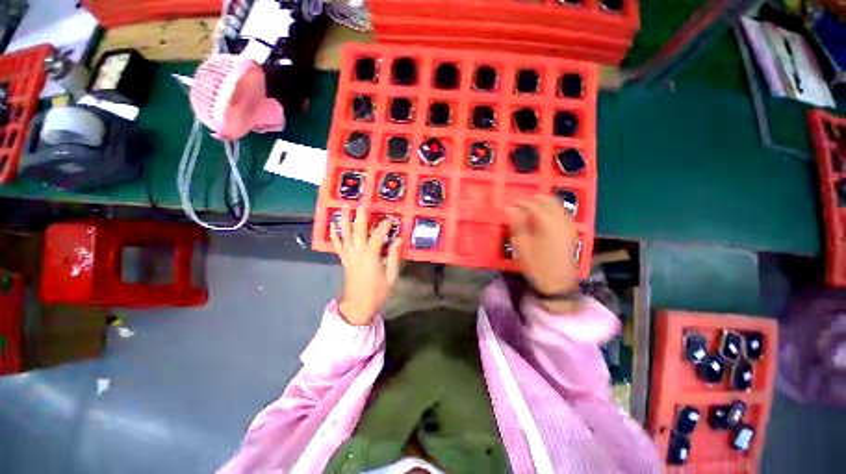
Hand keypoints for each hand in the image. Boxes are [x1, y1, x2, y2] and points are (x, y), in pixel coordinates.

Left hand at [330, 206, 402, 325]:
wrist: (358, 304)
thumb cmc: (377, 291)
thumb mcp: (391, 275)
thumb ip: (394, 256)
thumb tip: (399, 239)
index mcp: (371, 255)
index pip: (378, 235)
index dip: (385, 225)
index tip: (391, 219)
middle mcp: (358, 251)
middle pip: (358, 229)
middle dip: (360, 215)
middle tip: (361, 203)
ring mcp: (348, 254)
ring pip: (345, 234)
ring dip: (344, 219)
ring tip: (344, 207)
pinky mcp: (343, 259)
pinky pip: (336, 244)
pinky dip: (334, 234)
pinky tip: (331, 225)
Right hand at [506, 195, 579, 297]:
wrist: (557, 284)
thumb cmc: (536, 265)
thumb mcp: (521, 245)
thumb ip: (517, 224)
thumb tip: (509, 208)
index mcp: (547, 223)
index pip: (532, 204)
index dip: (520, 202)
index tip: (509, 204)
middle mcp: (560, 220)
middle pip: (548, 201)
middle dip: (533, 199)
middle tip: (520, 205)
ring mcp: (568, 226)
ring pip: (557, 206)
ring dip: (543, 204)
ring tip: (530, 210)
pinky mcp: (571, 232)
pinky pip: (562, 214)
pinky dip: (552, 211)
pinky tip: (544, 219)